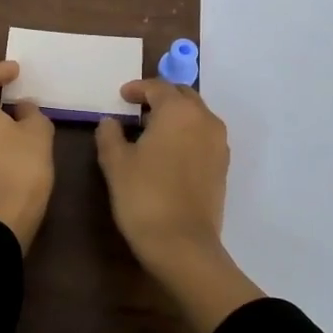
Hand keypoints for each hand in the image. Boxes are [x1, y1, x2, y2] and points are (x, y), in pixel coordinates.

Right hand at [95, 79, 262, 332]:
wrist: (183, 245)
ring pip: (196, 116)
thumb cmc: (144, 196)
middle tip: (137, 109)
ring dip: (175, 116)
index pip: (157, 87)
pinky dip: (186, 134)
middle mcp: (205, 120)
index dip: (137, 89)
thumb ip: (110, 135)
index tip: (122, 96)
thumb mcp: (116, 163)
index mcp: (178, 111)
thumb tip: (110, 122)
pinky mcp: (223, 166)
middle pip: (183, 96)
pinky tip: (169, 152)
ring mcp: (218, 144)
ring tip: (152, 130)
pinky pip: (203, 137)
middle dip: (160, 98)